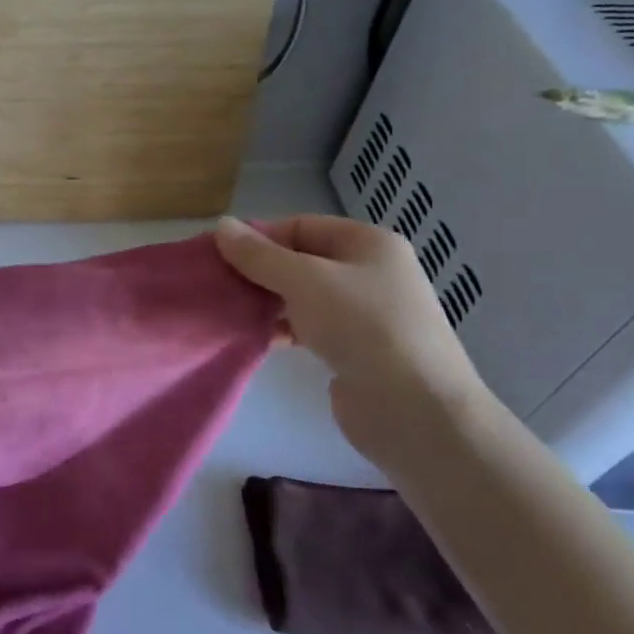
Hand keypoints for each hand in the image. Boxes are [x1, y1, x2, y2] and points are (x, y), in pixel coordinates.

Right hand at [215, 215, 487, 464]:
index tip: (221, 256)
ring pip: (303, 296)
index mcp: (369, 243)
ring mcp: (365, 314)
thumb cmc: (362, 326)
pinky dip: (282, 329)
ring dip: (267, 301)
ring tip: (229, 311)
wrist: (414, 409)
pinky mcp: (355, 350)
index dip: (260, 237)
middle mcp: (370, 273)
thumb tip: (220, 224)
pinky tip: (254, 337)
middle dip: (260, 271)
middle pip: (301, 261)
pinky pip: (309, 327)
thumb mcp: (303, 280)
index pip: (302, 225)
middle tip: (219, 284)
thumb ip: (258, 254)